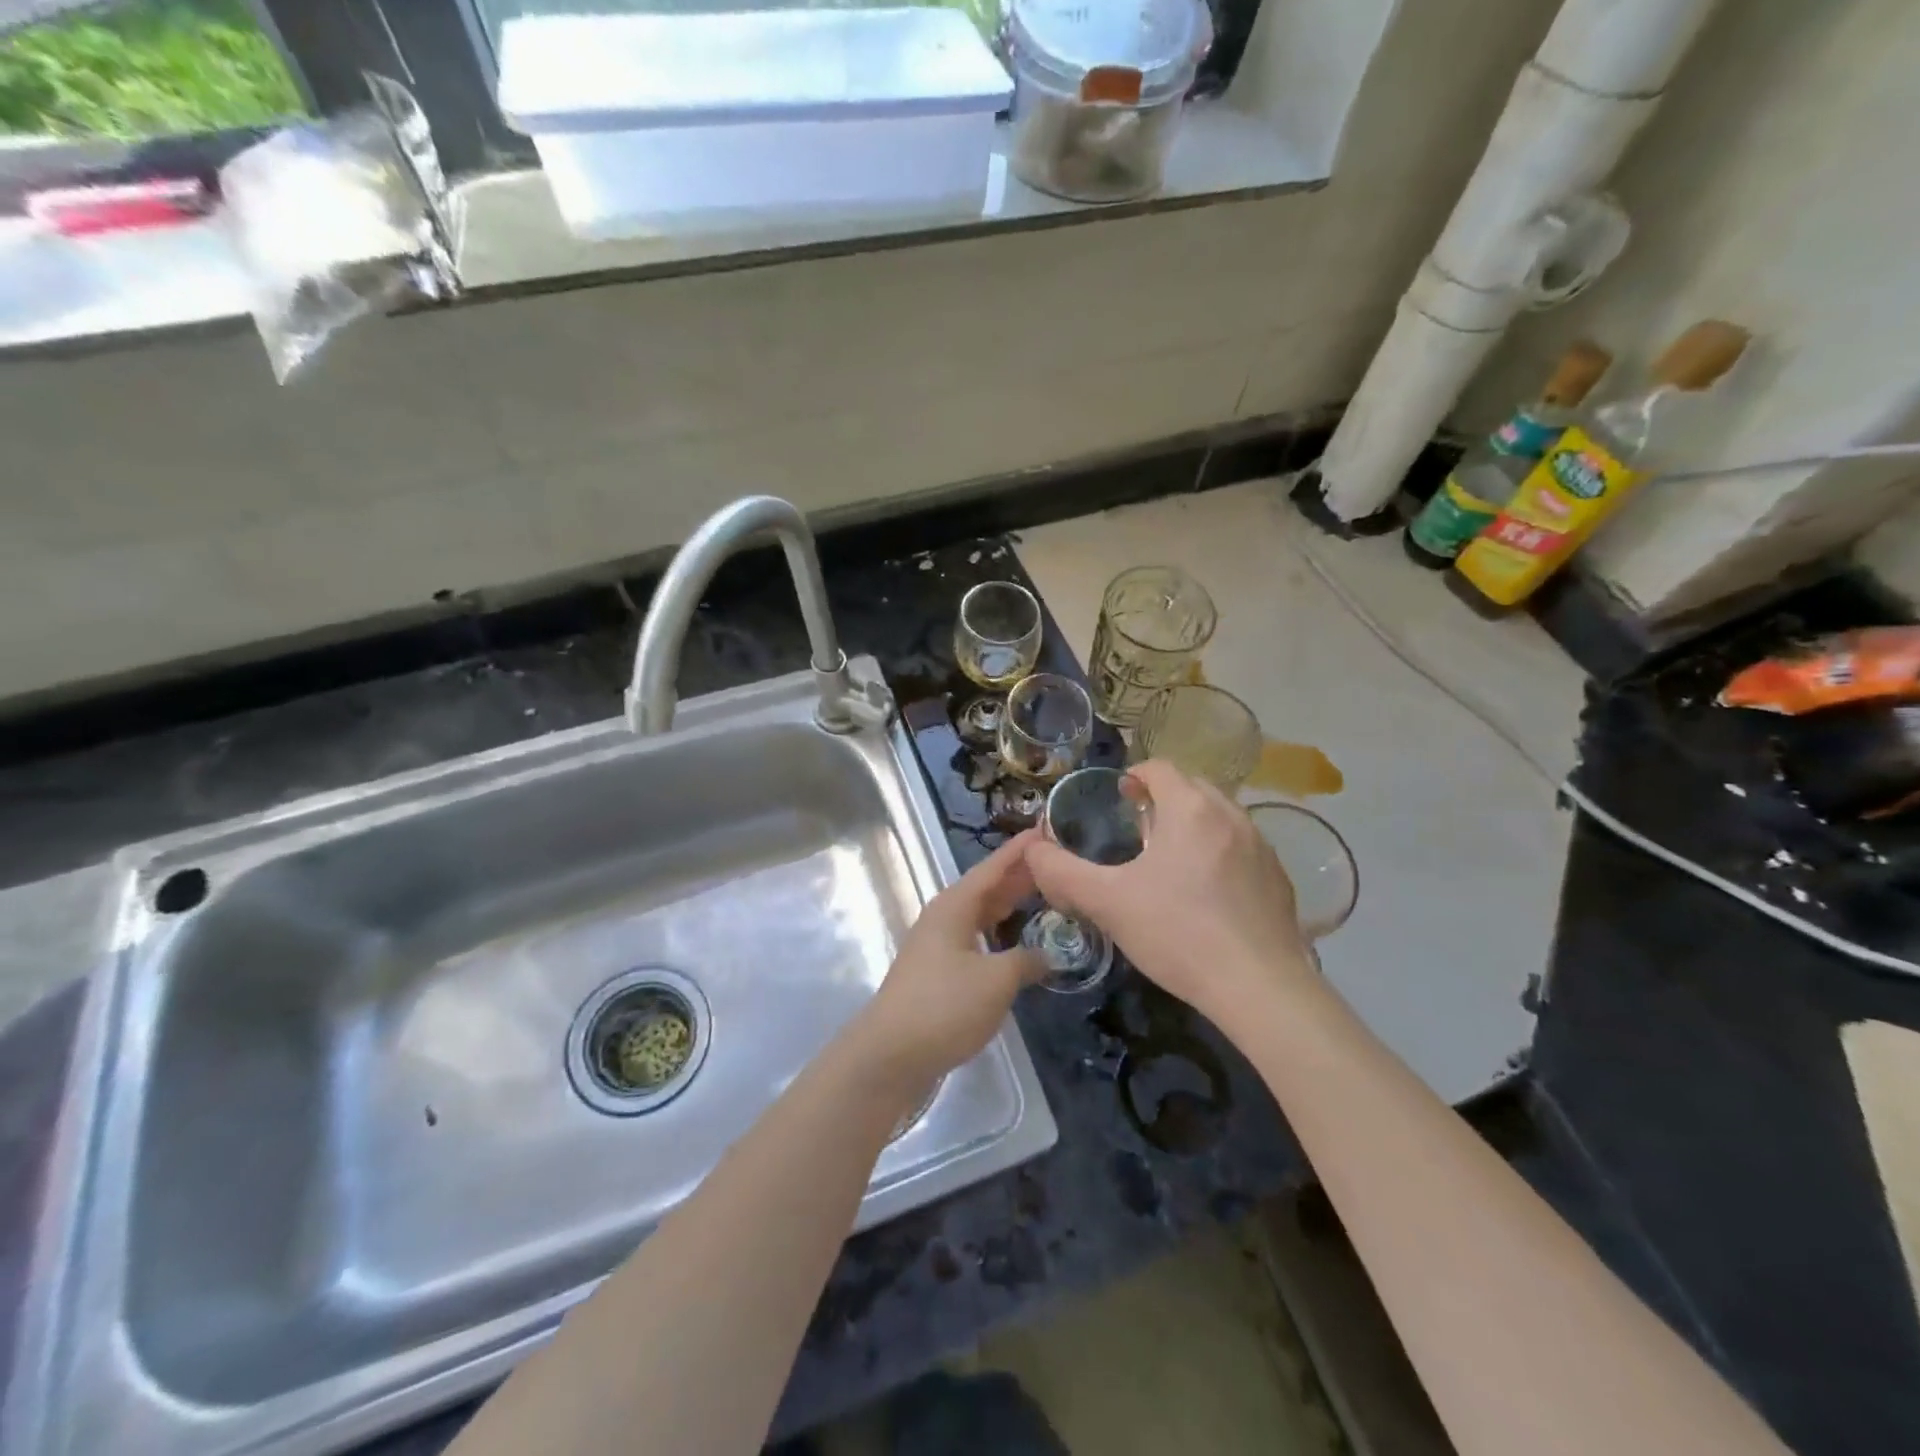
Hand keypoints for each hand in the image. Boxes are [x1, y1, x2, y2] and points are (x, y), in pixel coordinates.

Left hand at [851, 831, 1045, 1097]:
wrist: (890, 1054)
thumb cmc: (944, 1006)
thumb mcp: (996, 981)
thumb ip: (1026, 961)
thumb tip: (1047, 955)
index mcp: (955, 906)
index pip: (994, 867)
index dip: (1021, 850)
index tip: (1047, 829)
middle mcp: (944, 917)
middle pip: (987, 888)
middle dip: (1020, 876)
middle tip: (1058, 865)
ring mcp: (938, 944)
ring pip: (981, 914)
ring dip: (1010, 906)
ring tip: (1045, 898)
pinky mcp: (937, 971)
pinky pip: (975, 938)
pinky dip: (999, 934)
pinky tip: (1016, 944)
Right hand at [1025, 761, 1314, 1023]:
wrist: (1260, 989)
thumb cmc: (1178, 934)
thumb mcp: (1108, 903)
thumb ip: (1062, 872)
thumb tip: (1031, 850)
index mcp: (1190, 809)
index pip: (1160, 768)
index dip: (1134, 776)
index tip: (1118, 798)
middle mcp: (1231, 815)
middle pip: (1192, 787)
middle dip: (1163, 799)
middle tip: (1138, 831)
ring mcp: (1261, 846)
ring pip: (1220, 816)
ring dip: (1193, 825)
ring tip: (1170, 862)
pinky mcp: (1279, 878)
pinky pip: (1242, 847)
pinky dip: (1220, 852)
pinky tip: (1206, 894)